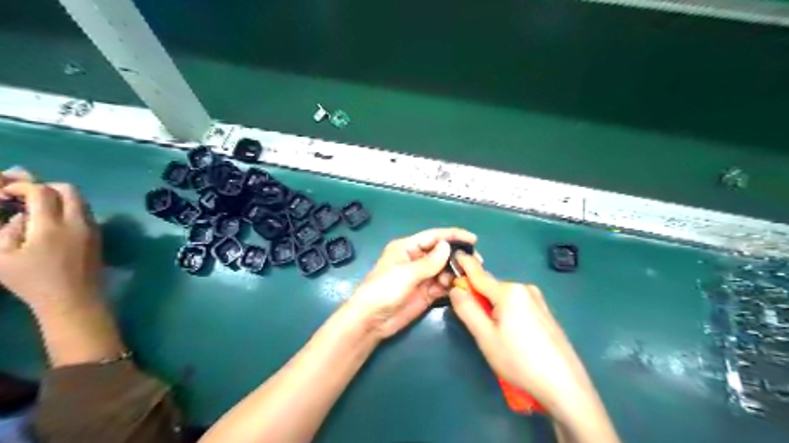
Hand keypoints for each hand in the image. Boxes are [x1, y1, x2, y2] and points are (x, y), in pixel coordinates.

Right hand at [0, 177, 100, 311]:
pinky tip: (55, 222)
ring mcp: (92, 228)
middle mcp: (78, 222)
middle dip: (47, 187)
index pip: (42, 192)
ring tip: (40, 209)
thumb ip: (7, 230)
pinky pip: (87, 213)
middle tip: (27, 197)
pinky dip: (71, 209)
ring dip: (61, 198)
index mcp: (51, 226)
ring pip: (81, 200)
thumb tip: (21, 215)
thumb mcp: (3, 258)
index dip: (23, 187)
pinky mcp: (99, 236)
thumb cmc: (33, 282)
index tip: (8, 193)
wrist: (75, 298)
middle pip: (69, 190)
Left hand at [348, 228, 476, 338]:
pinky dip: (452, 285)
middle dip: (457, 256)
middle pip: (441, 253)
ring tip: (469, 277)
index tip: (473, 239)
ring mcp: (422, 277)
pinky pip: (443, 285)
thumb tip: (447, 246)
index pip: (433, 237)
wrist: (371, 321)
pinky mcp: (426, 293)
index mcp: (407, 248)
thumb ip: (429, 262)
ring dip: (456, 272)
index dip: (453, 236)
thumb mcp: (405, 274)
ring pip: (444, 269)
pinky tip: (460, 286)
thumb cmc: (383, 290)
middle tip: (476, 262)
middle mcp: (416, 259)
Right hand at [450, 252, 598, 417]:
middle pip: (491, 288)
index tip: (454, 255)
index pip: (478, 274)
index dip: (464, 265)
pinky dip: (507, 312)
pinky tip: (512, 336)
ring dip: (493, 307)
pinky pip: (517, 305)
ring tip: (495, 335)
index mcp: (508, 291)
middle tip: (472, 321)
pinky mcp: (545, 312)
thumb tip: (456, 288)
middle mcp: (524, 288)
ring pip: (504, 297)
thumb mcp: (485, 337)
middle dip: (478, 297)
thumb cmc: (519, 360)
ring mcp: (537, 299)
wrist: (565, 385)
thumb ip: (467, 309)